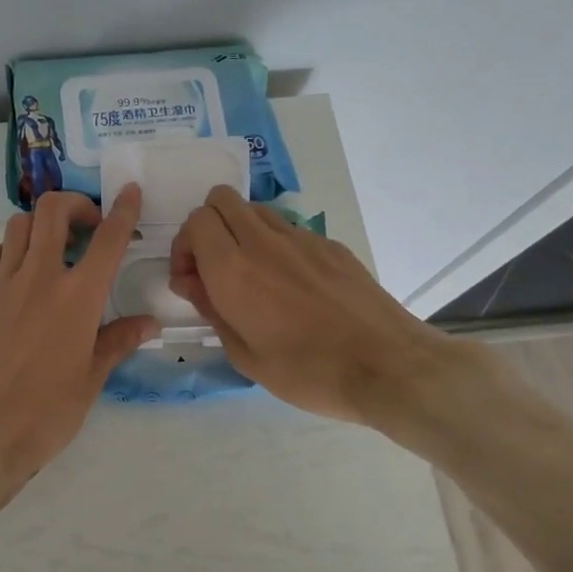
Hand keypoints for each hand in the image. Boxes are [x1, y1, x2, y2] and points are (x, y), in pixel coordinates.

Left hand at [0, 188, 158, 522]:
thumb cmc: (47, 413)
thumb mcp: (92, 379)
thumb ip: (118, 341)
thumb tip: (149, 323)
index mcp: (78, 298)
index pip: (107, 240)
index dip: (123, 210)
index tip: (130, 192)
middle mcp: (39, 279)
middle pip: (52, 212)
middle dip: (74, 204)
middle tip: (87, 224)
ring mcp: (1, 286)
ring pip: (17, 226)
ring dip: (39, 225)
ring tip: (52, 247)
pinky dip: (3, 252)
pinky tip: (13, 271)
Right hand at [168, 186, 472, 431]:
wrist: (388, 367)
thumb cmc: (308, 372)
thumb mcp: (244, 355)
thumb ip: (211, 310)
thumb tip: (194, 283)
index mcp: (233, 269)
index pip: (196, 221)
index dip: (185, 246)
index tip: (192, 280)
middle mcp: (263, 242)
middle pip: (221, 199)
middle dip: (207, 226)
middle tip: (213, 267)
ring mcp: (302, 238)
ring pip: (255, 209)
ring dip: (240, 231)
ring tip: (251, 273)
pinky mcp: (331, 245)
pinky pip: (289, 229)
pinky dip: (275, 245)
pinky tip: (292, 286)